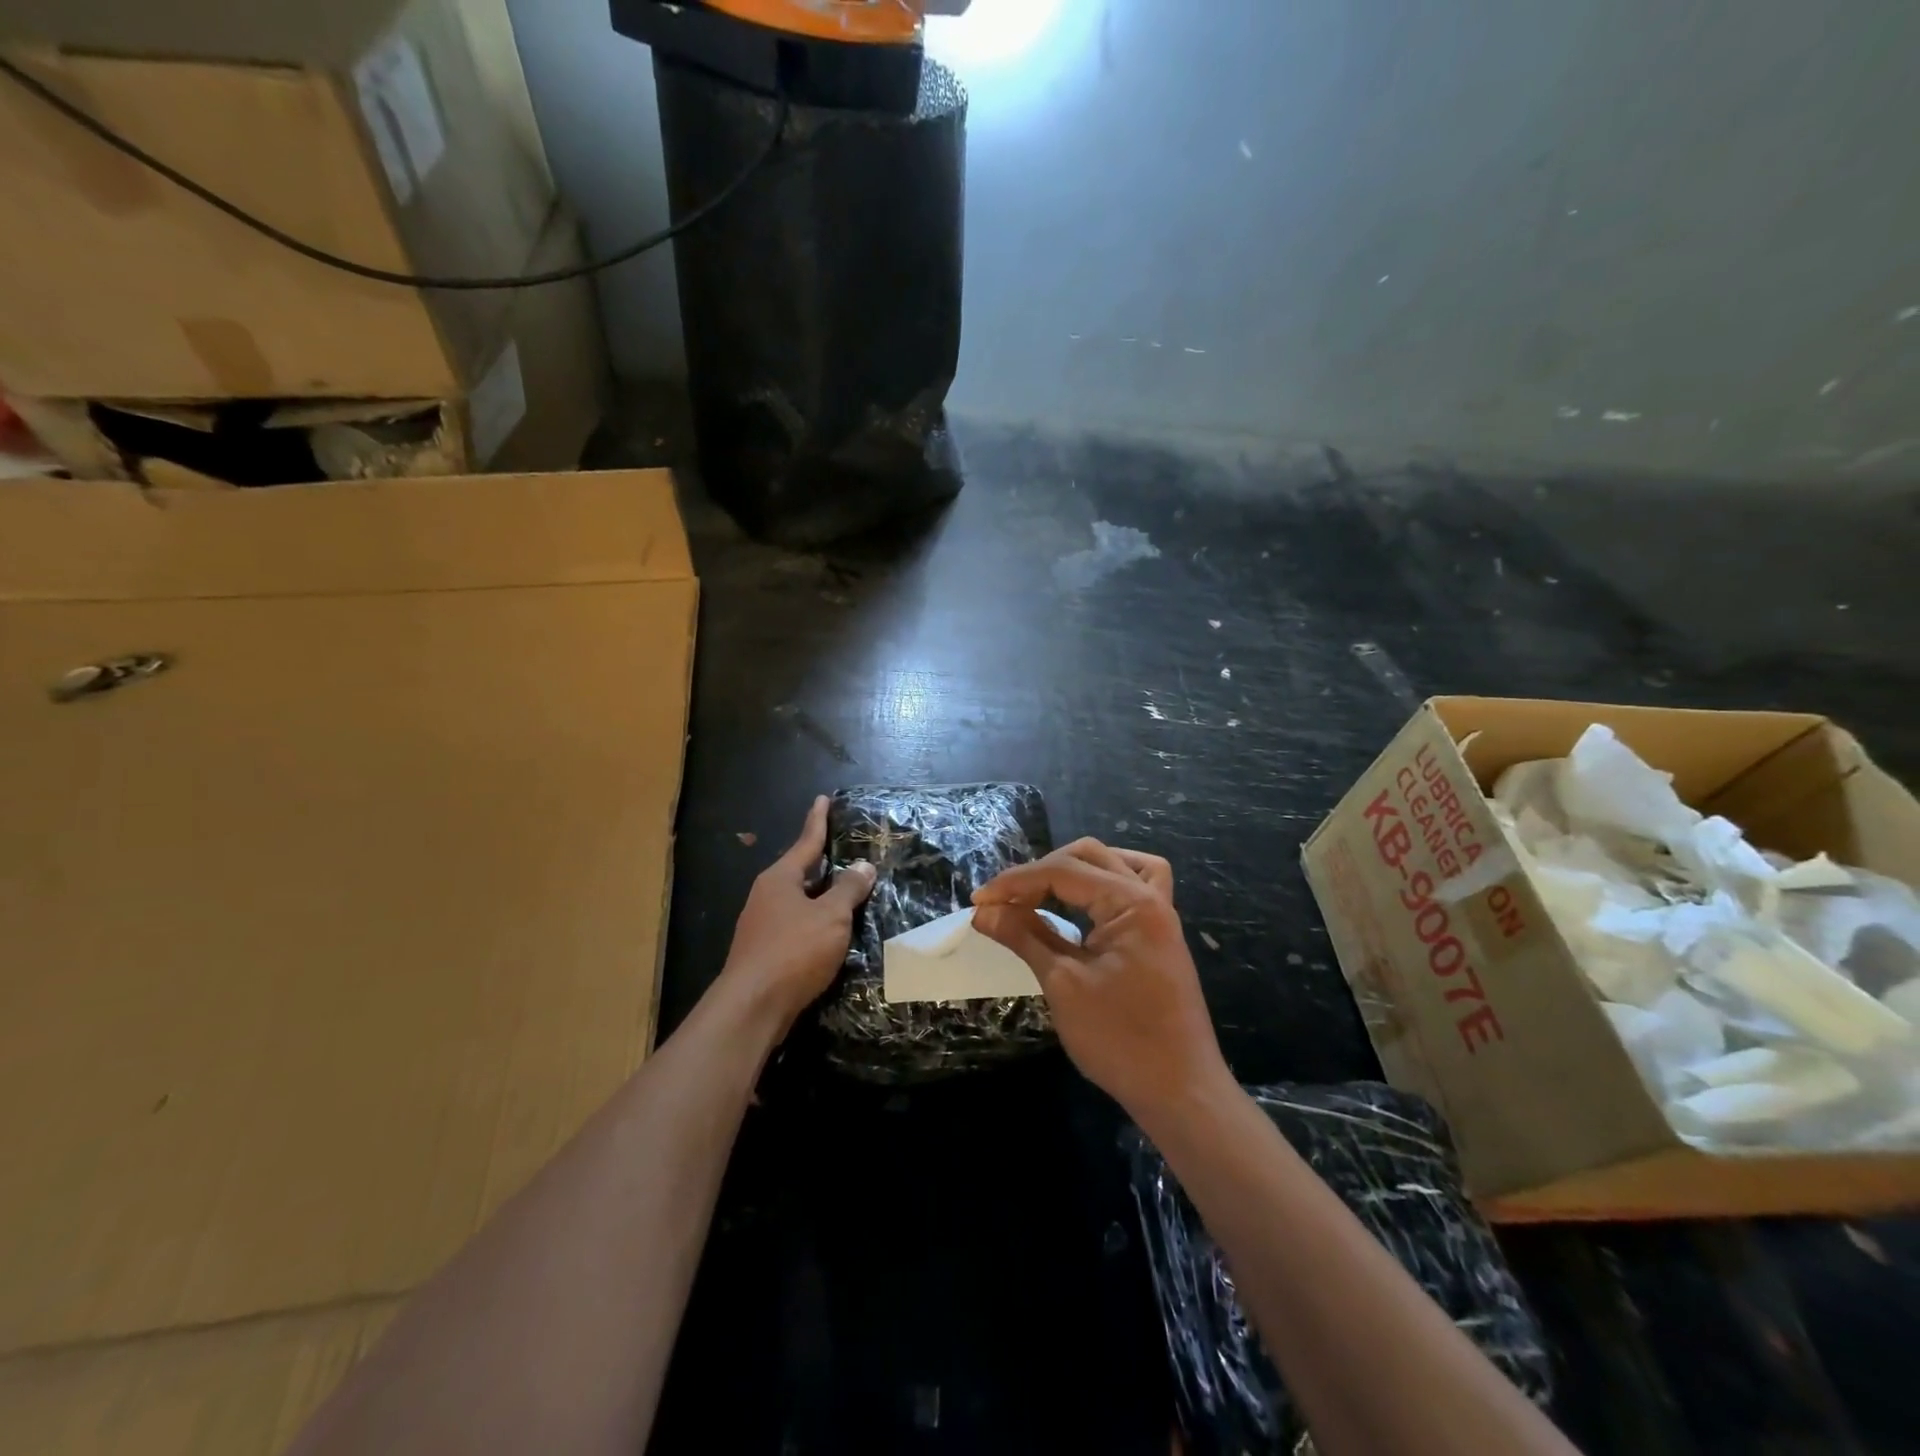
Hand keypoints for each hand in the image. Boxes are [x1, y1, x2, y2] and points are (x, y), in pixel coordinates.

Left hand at [721, 796, 875, 1034]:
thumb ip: (848, 890)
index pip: (806, 841)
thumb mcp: (831, 917)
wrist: (751, 1008)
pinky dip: (815, 921)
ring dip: (820, 895)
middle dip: (822, 861)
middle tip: (845, 849)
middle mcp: (767, 896)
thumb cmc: (793, 951)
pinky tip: (830, 932)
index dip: (818, 820)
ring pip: (798, 900)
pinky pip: (796, 925)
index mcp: (780, 878)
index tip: (823, 799)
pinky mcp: (764, 952)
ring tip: (846, 890)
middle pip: (800, 871)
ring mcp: (762, 925)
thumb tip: (862, 866)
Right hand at [972, 839, 1231, 1123]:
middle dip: (1040, 872)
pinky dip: (1105, 883)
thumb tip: (984, 911)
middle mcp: (1151, 897)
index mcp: (1131, 902)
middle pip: (1088, 857)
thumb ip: (1024, 937)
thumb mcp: (1063, 984)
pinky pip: (1136, 888)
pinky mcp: (1159, 936)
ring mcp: (1160, 916)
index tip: (979, 901)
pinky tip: (1086, 901)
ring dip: (1074, 870)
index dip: (1015, 882)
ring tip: (1041, 892)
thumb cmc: (1120, 1039)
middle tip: (1005, 901)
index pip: (1063, 871)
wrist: (1181, 1092)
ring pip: (1115, 865)